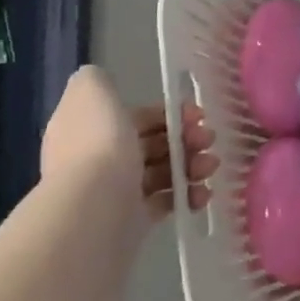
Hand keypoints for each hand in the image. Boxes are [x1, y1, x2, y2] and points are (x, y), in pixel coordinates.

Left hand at [42, 67, 216, 218]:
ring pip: (164, 172)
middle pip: (153, 144)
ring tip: (209, 167)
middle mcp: (99, 158)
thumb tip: (104, 81)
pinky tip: (202, 194)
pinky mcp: (133, 220)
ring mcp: (116, 191)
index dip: (168, 113)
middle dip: (186, 139)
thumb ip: (96, 80)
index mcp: (90, 128)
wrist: (94, 208)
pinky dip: (188, 196)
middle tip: (208, 140)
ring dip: (192, 166)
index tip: (196, 114)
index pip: (135, 117)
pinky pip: (167, 202)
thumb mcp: (91, 93)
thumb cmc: (99, 144)